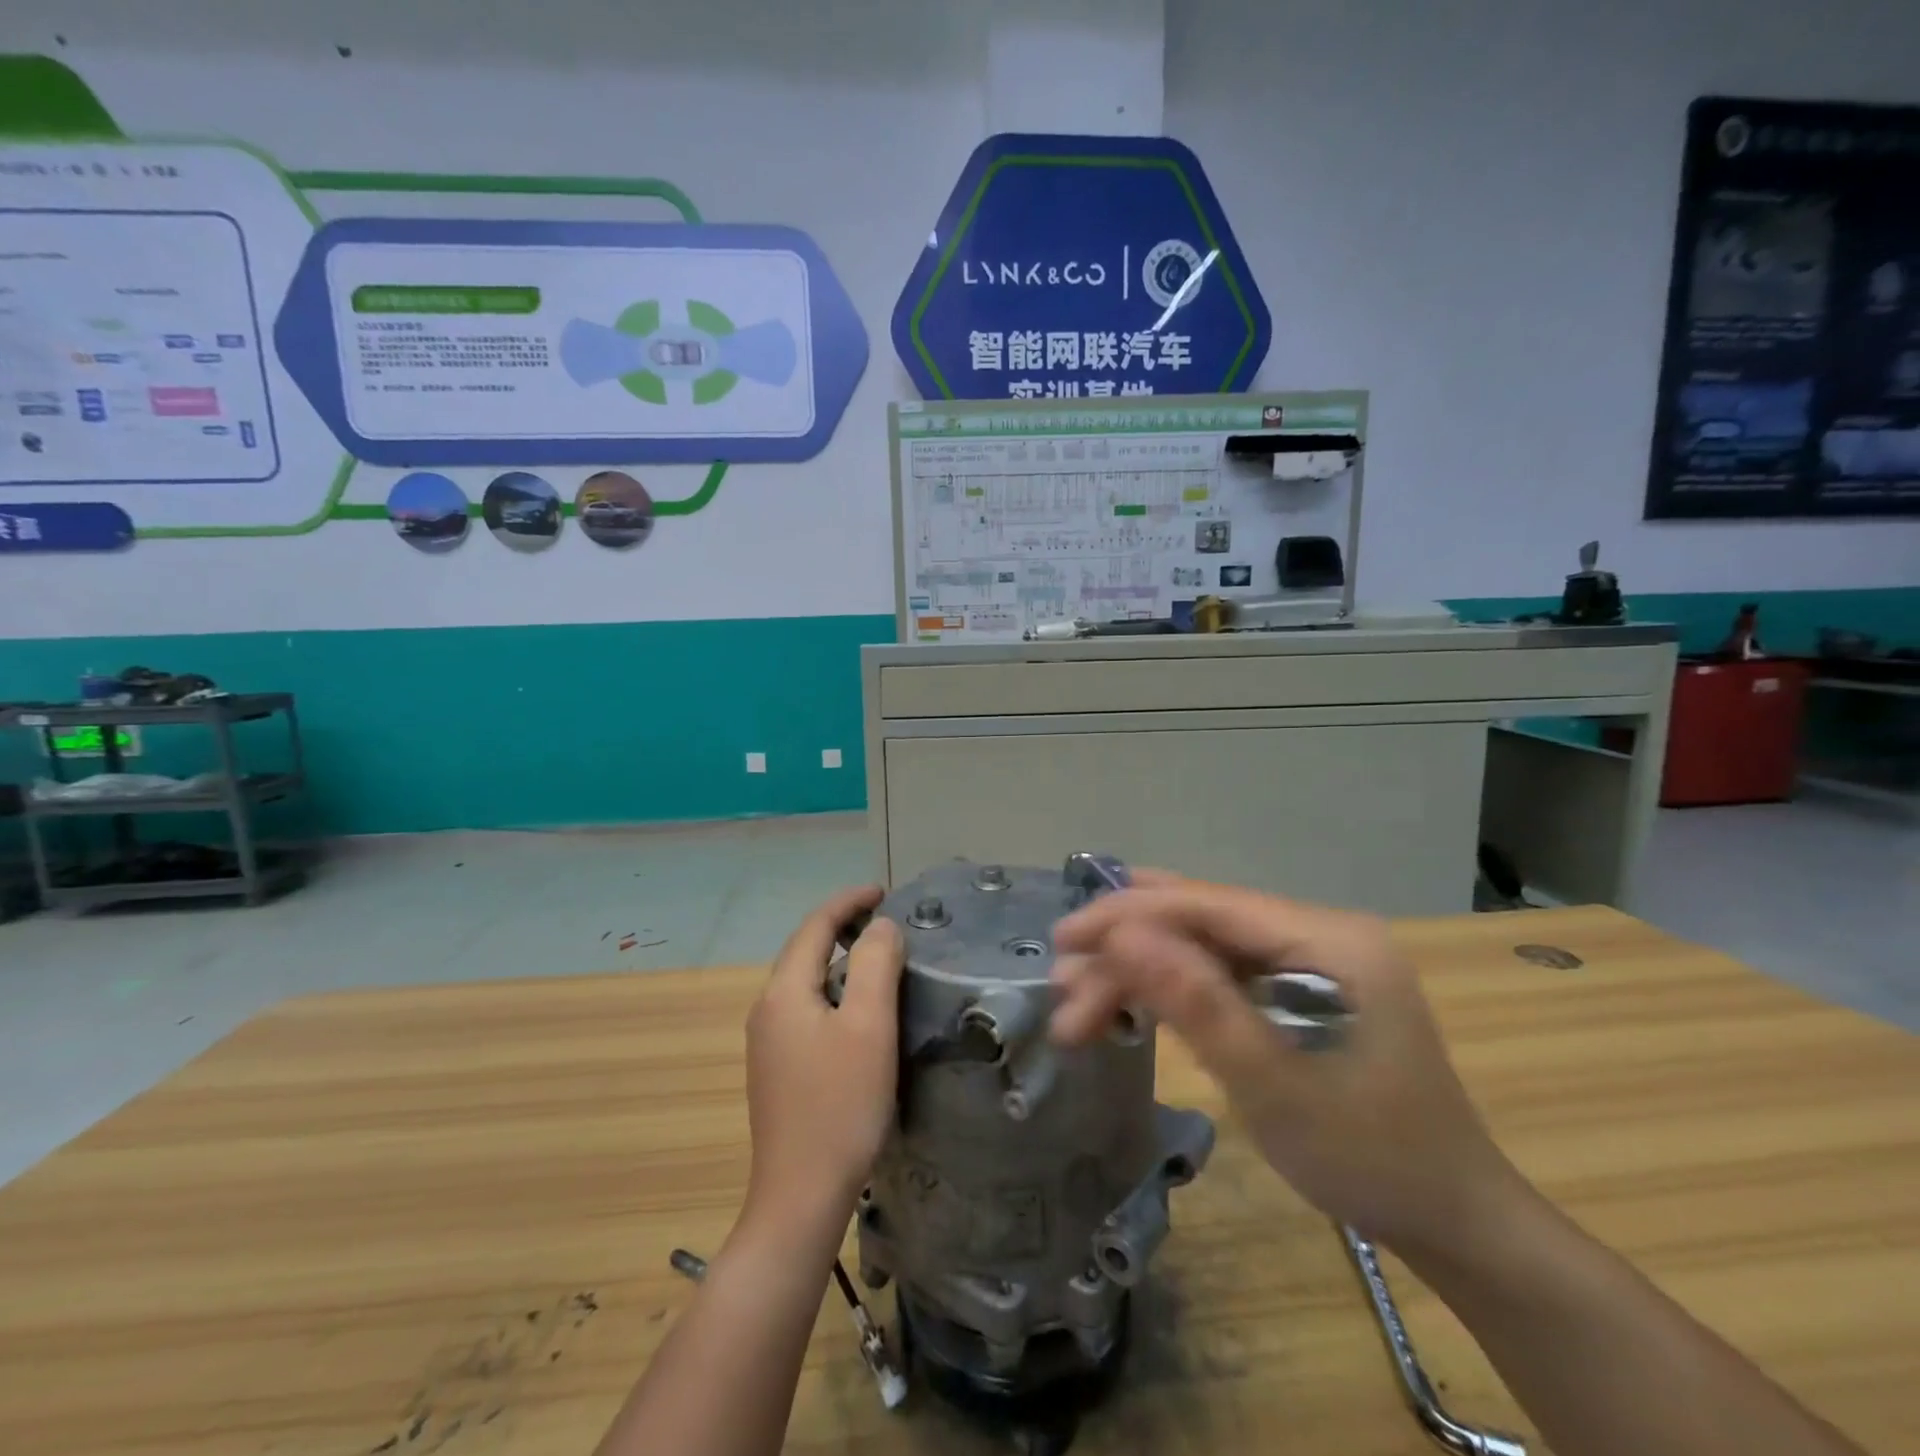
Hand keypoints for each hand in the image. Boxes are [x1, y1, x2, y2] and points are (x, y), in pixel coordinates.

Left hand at [743, 886, 904, 1227]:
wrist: (800, 1197)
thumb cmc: (840, 1106)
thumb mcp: (869, 1027)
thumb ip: (876, 964)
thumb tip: (880, 926)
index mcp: (784, 992)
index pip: (815, 926)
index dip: (848, 901)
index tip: (884, 890)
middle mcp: (767, 1009)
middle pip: (805, 949)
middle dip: (842, 925)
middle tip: (885, 918)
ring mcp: (767, 1041)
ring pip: (805, 980)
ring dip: (839, 958)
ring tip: (878, 955)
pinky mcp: (777, 1068)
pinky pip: (805, 1008)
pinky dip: (833, 989)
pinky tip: (857, 1009)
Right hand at [1050, 873, 1529, 1259]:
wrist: (1453, 1221)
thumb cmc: (1369, 1156)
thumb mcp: (1273, 1084)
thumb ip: (1196, 1001)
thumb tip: (1122, 933)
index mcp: (1328, 938)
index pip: (1208, 903)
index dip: (1128, 914)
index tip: (1063, 940)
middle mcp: (1318, 932)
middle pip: (1200, 922)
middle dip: (1126, 952)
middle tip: (1062, 989)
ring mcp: (1311, 959)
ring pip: (1203, 947)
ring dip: (1140, 974)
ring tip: (1080, 1010)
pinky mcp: (1300, 989)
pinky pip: (1222, 974)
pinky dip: (1172, 992)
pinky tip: (1129, 1006)